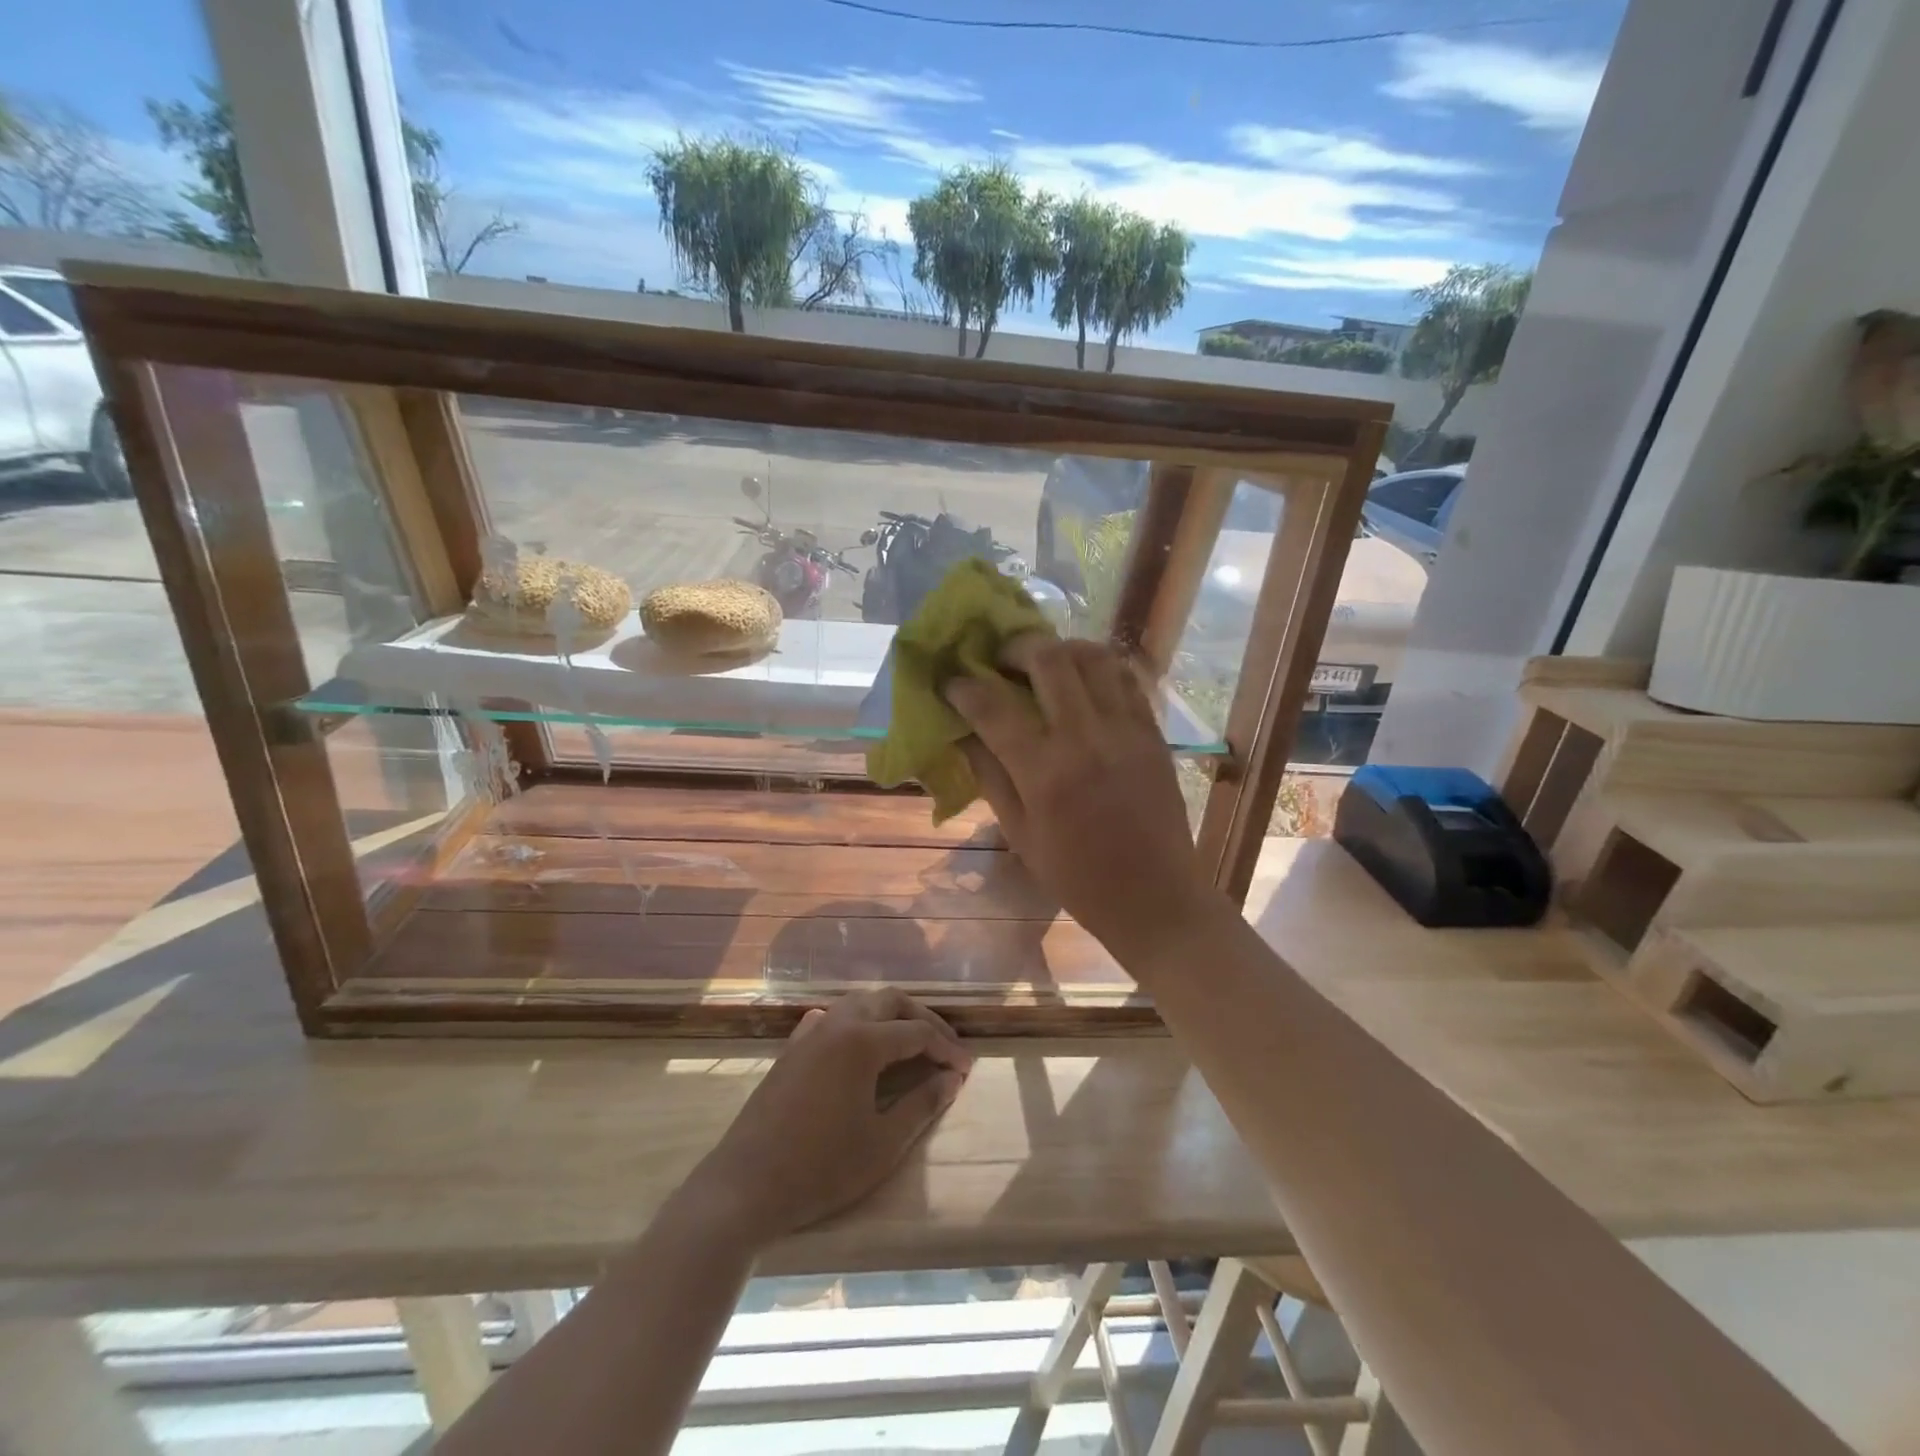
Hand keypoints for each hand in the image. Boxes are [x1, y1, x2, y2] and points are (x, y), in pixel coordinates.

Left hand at [681, 990, 971, 1249]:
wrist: (744, 1186)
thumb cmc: (821, 1168)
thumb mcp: (883, 1144)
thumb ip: (922, 1104)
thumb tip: (953, 1078)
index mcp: (863, 1041)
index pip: (917, 1032)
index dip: (947, 1048)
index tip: (966, 1069)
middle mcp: (837, 1024)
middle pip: (889, 1001)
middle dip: (922, 1018)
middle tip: (945, 1046)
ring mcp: (810, 1033)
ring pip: (858, 1003)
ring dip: (889, 1015)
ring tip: (911, 1041)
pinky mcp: (791, 1049)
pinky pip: (830, 1019)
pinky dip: (855, 1022)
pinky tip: (857, 1042)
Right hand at [946, 637, 1230, 962]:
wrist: (1155, 896)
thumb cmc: (1077, 877)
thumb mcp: (1020, 834)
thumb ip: (990, 776)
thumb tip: (963, 733)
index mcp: (1045, 773)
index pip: (993, 707)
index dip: (964, 687)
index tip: (951, 681)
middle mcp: (1085, 738)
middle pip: (1048, 659)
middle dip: (1015, 648)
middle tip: (1000, 660)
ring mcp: (1125, 730)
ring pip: (1092, 657)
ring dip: (1060, 648)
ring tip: (1043, 662)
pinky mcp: (1152, 732)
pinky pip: (1126, 677)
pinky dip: (1098, 666)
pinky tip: (1082, 678)